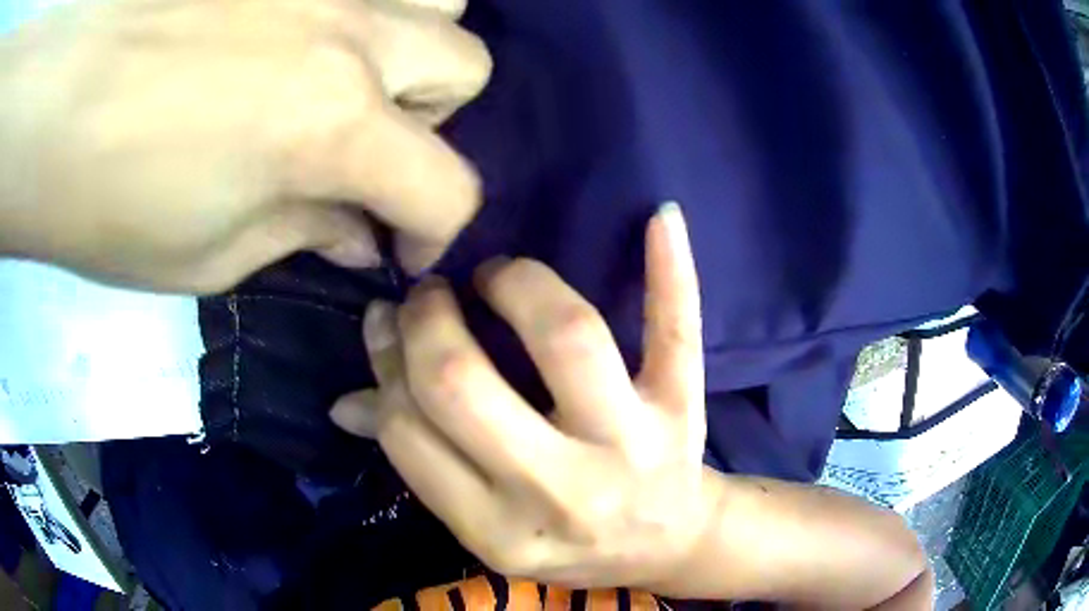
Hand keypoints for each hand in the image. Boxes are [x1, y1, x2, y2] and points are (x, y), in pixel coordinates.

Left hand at [0, 0, 489, 291]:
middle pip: (464, 65)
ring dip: (412, 43)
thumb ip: (300, 235)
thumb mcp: (206, 257)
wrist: (53, 102)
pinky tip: (305, 29)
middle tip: (366, 141)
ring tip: (348, 70)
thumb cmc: (106, 199)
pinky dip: (363, 7)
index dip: (437, 228)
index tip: (399, 246)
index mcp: (331, 126)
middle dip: (431, 117)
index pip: (449, 184)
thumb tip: (356, 232)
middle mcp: (353, 34)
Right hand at [332, 204, 712, 588]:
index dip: (388, 364)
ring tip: (497, 277)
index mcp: (500, 529)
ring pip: (567, 337)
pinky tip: (659, 216)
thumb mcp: (488, 524)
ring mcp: (633, 445)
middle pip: (464, 384)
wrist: (668, 544)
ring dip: (519, 286)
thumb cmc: (571, 541)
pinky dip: (670, 269)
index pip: (410, 433)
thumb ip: (421, 464)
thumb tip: (346, 402)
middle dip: (429, 323)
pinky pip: (678, 330)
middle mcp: (563, 491)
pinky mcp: (683, 411)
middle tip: (431, 297)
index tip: (389, 323)